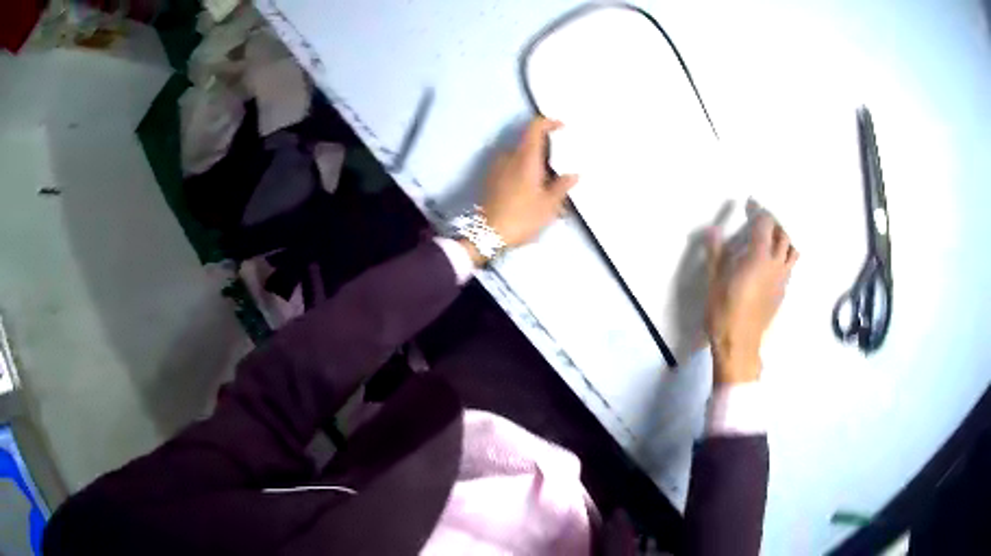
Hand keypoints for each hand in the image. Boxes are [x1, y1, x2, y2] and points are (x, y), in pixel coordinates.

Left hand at [479, 117, 578, 251]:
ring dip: (534, 166)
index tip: (561, 127)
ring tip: (547, 186)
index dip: (549, 122)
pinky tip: (532, 193)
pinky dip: (524, 174)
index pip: (535, 127)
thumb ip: (561, 187)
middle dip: (546, 153)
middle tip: (560, 169)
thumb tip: (573, 175)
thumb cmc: (521, 216)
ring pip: (521, 158)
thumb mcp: (548, 205)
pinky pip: (511, 169)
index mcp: (525, 157)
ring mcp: (497, 167)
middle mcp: (509, 156)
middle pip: (530, 144)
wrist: (486, 234)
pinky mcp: (491, 179)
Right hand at [704, 202, 798, 383]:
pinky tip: (773, 263)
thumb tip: (713, 230)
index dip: (759, 211)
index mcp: (759, 257)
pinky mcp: (782, 293)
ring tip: (774, 238)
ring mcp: (782, 280)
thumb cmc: (724, 312)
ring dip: (786, 239)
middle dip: (775, 222)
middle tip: (762, 219)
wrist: (739, 344)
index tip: (751, 204)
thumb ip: (716, 253)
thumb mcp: (714, 281)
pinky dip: (784, 258)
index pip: (765, 224)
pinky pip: (789, 267)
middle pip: (784, 234)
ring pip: (793, 251)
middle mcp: (775, 265)